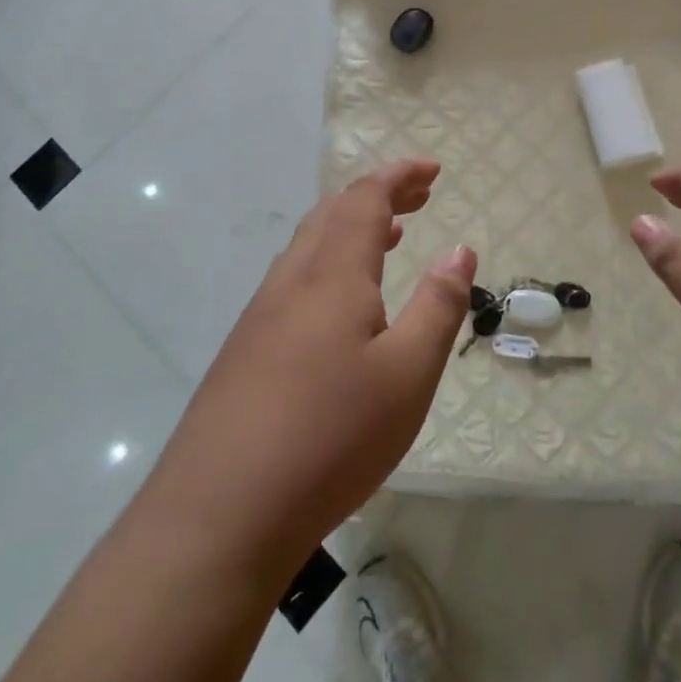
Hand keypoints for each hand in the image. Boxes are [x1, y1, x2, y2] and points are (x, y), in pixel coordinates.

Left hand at [142, 160, 474, 578]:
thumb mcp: (408, 374)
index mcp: (333, 275)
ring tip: (387, 237)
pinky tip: (339, 305)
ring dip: (350, 228)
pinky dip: (327, 264)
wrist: (220, 511)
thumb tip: (460, 249)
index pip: (365, 200)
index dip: (399, 176)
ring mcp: (260, 315)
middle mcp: (292, 281)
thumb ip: (438, 307)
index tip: (432, 169)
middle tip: (418, 197)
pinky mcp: (244, 350)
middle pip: (334, 214)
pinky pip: (293, 280)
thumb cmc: (331, 436)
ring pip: (308, 246)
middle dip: (378, 196)